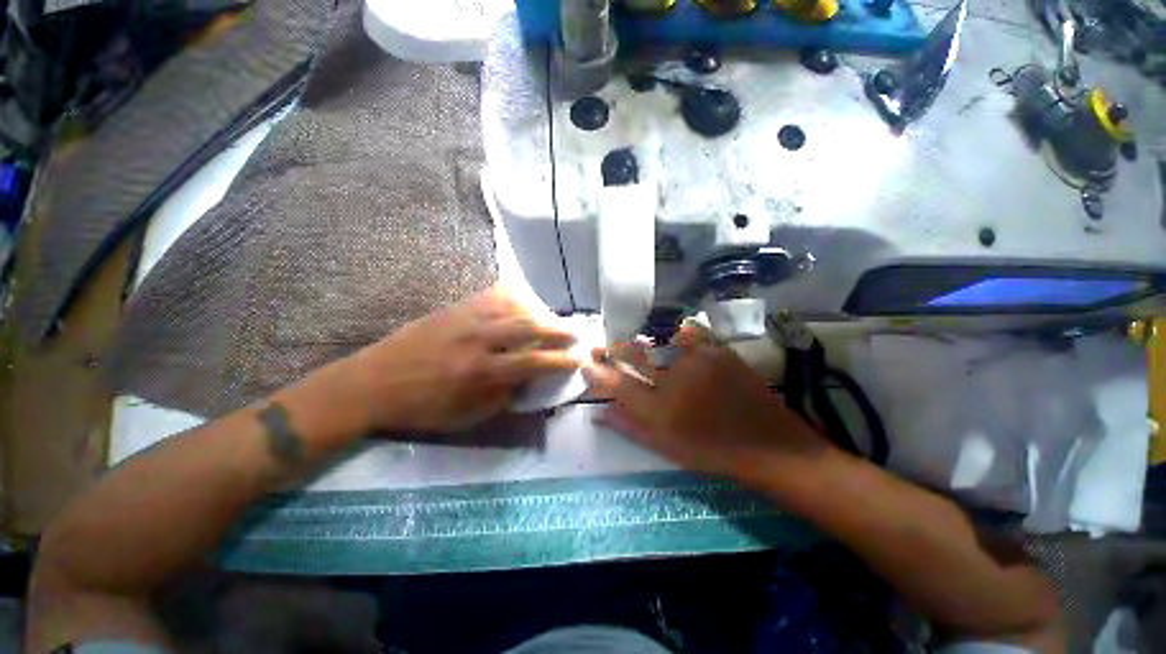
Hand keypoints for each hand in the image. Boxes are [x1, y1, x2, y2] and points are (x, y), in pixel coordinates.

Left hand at [345, 286, 579, 432]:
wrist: (375, 382)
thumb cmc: (423, 407)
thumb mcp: (468, 415)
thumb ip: (505, 398)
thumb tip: (531, 382)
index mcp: (482, 372)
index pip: (533, 361)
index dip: (560, 360)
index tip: (578, 359)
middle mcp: (478, 340)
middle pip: (529, 327)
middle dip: (558, 329)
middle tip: (576, 332)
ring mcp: (466, 319)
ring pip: (513, 306)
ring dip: (539, 311)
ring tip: (551, 318)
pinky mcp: (455, 308)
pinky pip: (492, 295)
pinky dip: (514, 298)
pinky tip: (522, 303)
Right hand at [583, 325, 829, 481]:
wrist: (770, 447)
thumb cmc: (712, 452)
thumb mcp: (666, 447)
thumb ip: (630, 427)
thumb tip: (599, 413)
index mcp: (659, 410)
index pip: (617, 385)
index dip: (598, 373)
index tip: (586, 365)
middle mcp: (674, 381)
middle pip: (632, 358)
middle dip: (611, 351)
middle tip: (598, 347)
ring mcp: (698, 361)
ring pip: (657, 342)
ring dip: (638, 341)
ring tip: (630, 342)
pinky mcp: (719, 351)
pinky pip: (691, 331)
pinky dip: (678, 331)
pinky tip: (671, 335)